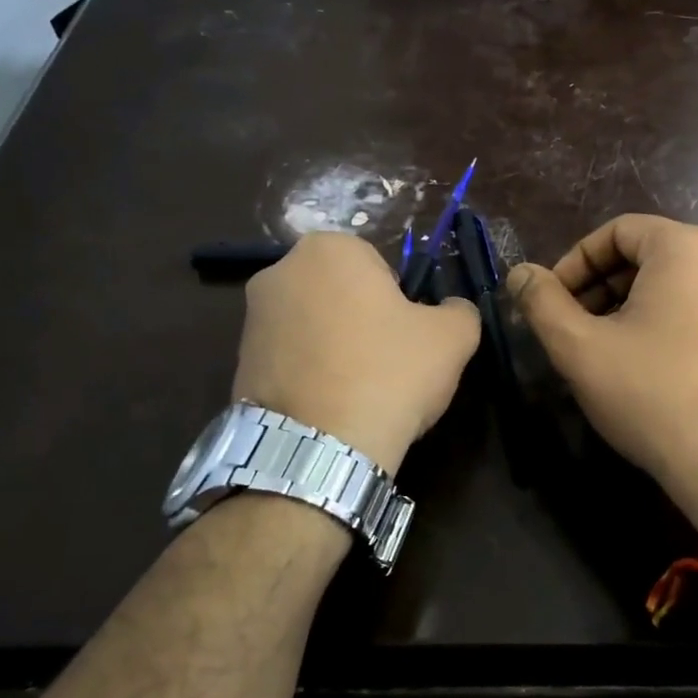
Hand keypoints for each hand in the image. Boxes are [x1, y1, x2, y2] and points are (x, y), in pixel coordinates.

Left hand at [233, 233, 480, 475]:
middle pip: (342, 293)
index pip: (381, 266)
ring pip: (316, 327)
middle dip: (365, 320)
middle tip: (390, 363)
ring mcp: (251, 319)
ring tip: (362, 392)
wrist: (319, 448)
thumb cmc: (390, 373)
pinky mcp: (237, 364)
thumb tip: (452, 310)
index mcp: (330, 249)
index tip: (410, 336)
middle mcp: (279, 272)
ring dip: (338, 349)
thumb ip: (460, 310)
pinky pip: (292, 360)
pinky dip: (312, 376)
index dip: (402, 301)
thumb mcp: (453, 337)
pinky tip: (333, 408)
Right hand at [506, 214, 697, 531]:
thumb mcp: (581, 348)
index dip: (574, 262)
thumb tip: (520, 273)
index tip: (551, 301)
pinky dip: (662, 320)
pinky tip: (641, 362)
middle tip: (571, 327)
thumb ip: (542, 302)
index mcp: (687, 247)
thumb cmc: (652, 395)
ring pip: (672, 283)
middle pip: (646, 254)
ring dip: (627, 305)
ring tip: (600, 348)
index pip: (617, 231)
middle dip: (600, 286)